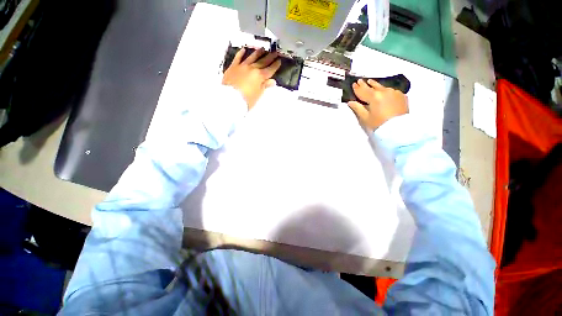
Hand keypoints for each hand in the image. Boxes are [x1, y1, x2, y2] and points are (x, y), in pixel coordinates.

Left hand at [222, 47, 281, 109]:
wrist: (230, 98)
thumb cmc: (247, 99)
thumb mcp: (258, 94)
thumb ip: (265, 86)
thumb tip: (272, 81)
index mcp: (260, 76)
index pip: (270, 70)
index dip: (275, 65)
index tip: (279, 60)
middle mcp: (252, 68)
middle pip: (263, 61)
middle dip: (269, 57)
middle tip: (274, 52)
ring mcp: (242, 66)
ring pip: (252, 57)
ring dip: (258, 52)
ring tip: (262, 49)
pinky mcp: (233, 66)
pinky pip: (238, 57)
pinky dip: (241, 53)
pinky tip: (244, 49)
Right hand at [347, 79, 408, 131]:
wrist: (398, 129)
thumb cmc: (379, 124)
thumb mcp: (365, 118)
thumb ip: (357, 108)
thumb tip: (350, 102)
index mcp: (374, 96)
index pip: (363, 91)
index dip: (357, 88)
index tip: (354, 84)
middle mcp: (384, 91)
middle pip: (372, 87)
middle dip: (365, 84)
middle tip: (360, 80)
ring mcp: (394, 92)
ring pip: (382, 87)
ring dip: (375, 85)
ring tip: (371, 82)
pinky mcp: (401, 96)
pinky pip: (391, 91)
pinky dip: (385, 91)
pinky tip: (384, 92)